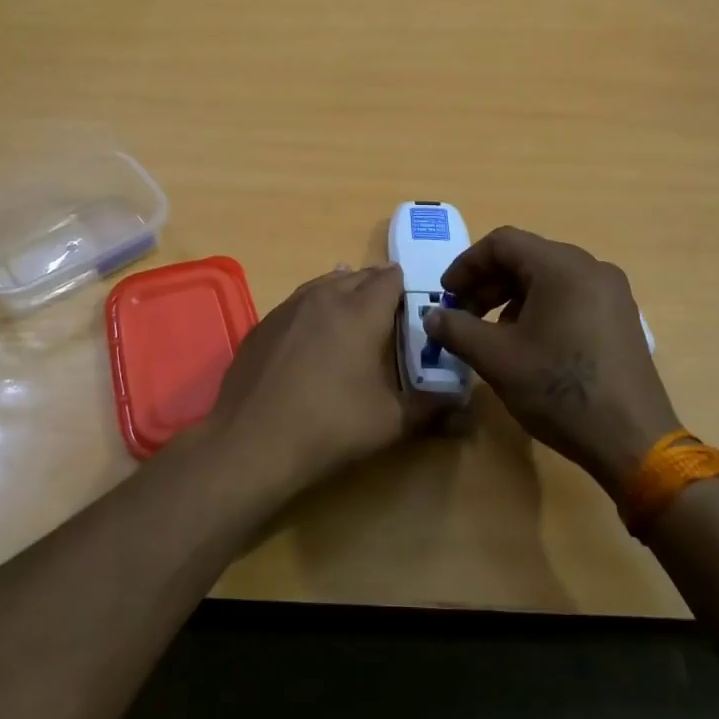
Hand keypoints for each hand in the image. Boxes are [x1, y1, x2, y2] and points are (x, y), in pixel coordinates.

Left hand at [203, 264, 411, 489]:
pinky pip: (296, 303)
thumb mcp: (390, 422)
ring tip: (352, 309)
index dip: (406, 286)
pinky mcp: (262, 325)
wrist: (252, 441)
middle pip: (357, 277)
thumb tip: (465, 410)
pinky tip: (311, 332)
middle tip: (389, 311)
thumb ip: (431, 410)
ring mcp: (288, 308)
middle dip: (376, 287)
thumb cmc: (330, 426)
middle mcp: (324, 298)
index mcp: (361, 311)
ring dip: (342, 291)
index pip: (390, 279)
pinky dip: (312, 308)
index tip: (415, 303)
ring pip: (323, 284)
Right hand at [423, 227, 678, 495]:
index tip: (446, 296)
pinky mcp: (621, 318)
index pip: (502, 243)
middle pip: (526, 257)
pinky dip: (540, 308)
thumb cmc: (559, 390)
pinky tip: (528, 344)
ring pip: (548, 278)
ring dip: (511, 297)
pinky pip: (571, 296)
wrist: (633, 441)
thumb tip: (431, 316)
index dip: (466, 265)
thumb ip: (456, 329)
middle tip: (462, 315)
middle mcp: (591, 268)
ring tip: (491, 333)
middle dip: (487, 283)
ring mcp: (612, 293)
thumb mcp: (496, 358)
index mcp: (562, 267)